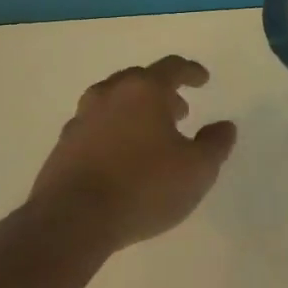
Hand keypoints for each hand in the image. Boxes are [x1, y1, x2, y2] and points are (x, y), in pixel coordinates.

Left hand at [28, 56, 238, 251]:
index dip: (190, 72)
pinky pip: (95, 127)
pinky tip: (121, 156)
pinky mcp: (63, 146)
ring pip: (112, 102)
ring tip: (150, 133)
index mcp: (143, 91)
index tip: (202, 80)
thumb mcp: (197, 170)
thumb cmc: (144, 187)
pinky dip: (113, 132)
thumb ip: (215, 144)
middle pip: (138, 80)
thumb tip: (225, 126)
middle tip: (178, 111)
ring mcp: (81, 119)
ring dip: (134, 111)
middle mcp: (109, 95)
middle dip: (162, 92)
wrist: (73, 219)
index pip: (171, 68)